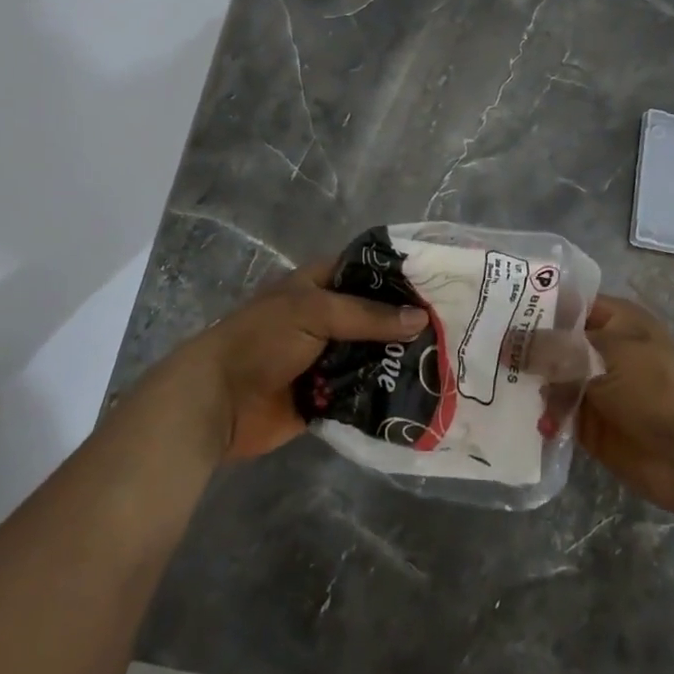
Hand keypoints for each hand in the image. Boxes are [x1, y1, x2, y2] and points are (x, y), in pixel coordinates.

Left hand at [159, 260, 427, 461]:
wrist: (218, 402)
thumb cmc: (262, 341)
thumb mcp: (313, 313)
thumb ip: (367, 316)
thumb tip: (420, 319)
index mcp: (320, 285)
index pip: (368, 271)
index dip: (401, 276)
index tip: (442, 284)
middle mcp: (329, 317)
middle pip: (377, 315)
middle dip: (408, 322)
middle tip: (455, 327)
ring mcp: (329, 356)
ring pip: (374, 353)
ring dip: (400, 359)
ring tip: (448, 361)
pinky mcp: (329, 394)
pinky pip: (364, 389)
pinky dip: (385, 391)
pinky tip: (422, 393)